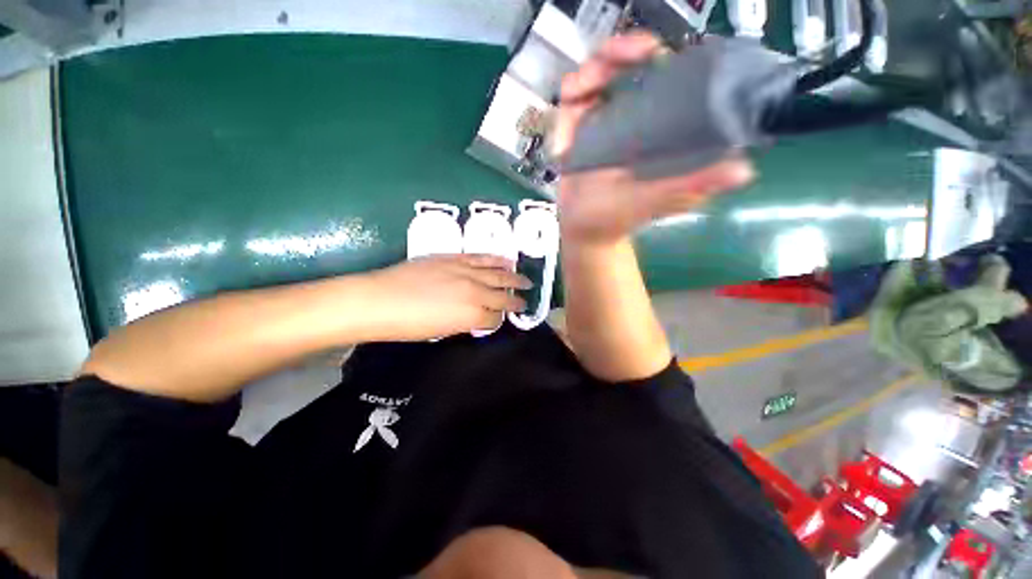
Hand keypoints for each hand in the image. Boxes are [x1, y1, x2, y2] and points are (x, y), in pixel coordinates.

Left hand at [364, 254, 530, 340]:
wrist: (379, 300)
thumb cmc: (407, 325)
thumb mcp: (441, 332)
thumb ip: (465, 323)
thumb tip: (476, 318)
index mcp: (472, 316)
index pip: (495, 319)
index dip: (499, 320)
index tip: (502, 319)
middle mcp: (475, 293)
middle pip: (503, 296)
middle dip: (515, 301)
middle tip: (525, 301)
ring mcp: (466, 272)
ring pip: (498, 274)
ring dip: (514, 278)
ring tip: (525, 280)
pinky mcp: (455, 258)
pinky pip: (482, 258)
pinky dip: (497, 260)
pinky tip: (507, 261)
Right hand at [553, 32, 754, 242]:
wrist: (580, 228)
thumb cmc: (614, 218)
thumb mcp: (651, 202)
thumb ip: (687, 187)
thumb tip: (743, 170)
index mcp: (661, 129)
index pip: (667, 75)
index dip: (657, 55)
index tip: (644, 52)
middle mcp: (636, 118)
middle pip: (629, 66)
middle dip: (616, 54)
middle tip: (607, 61)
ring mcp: (605, 122)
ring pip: (598, 77)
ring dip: (586, 76)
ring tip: (577, 91)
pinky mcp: (580, 130)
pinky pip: (572, 104)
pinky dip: (566, 107)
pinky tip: (564, 128)